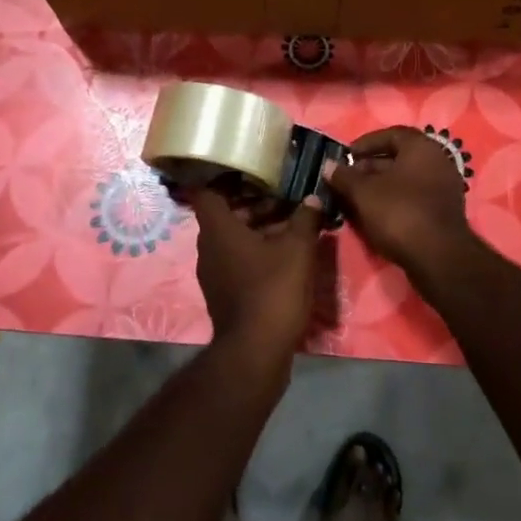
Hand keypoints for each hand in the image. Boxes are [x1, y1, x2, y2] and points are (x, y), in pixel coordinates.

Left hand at [190, 191, 323, 356]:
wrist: (256, 352)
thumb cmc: (273, 289)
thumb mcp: (298, 249)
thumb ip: (305, 219)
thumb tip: (313, 199)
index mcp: (218, 229)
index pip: (207, 190)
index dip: (224, 176)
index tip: (250, 168)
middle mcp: (209, 247)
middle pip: (226, 213)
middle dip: (255, 201)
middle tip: (285, 194)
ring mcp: (215, 272)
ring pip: (235, 237)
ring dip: (260, 226)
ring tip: (293, 220)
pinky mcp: (225, 291)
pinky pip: (238, 258)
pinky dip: (258, 249)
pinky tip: (287, 251)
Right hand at [324, 127, 476, 279]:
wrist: (438, 258)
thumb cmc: (400, 213)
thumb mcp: (364, 193)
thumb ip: (344, 176)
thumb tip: (328, 165)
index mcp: (421, 147)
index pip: (390, 134)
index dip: (365, 143)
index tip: (345, 156)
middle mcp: (437, 161)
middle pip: (397, 158)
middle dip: (368, 168)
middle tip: (345, 180)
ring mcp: (442, 188)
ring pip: (403, 181)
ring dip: (378, 187)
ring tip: (353, 199)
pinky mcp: (442, 212)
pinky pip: (412, 198)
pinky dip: (392, 202)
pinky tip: (372, 215)